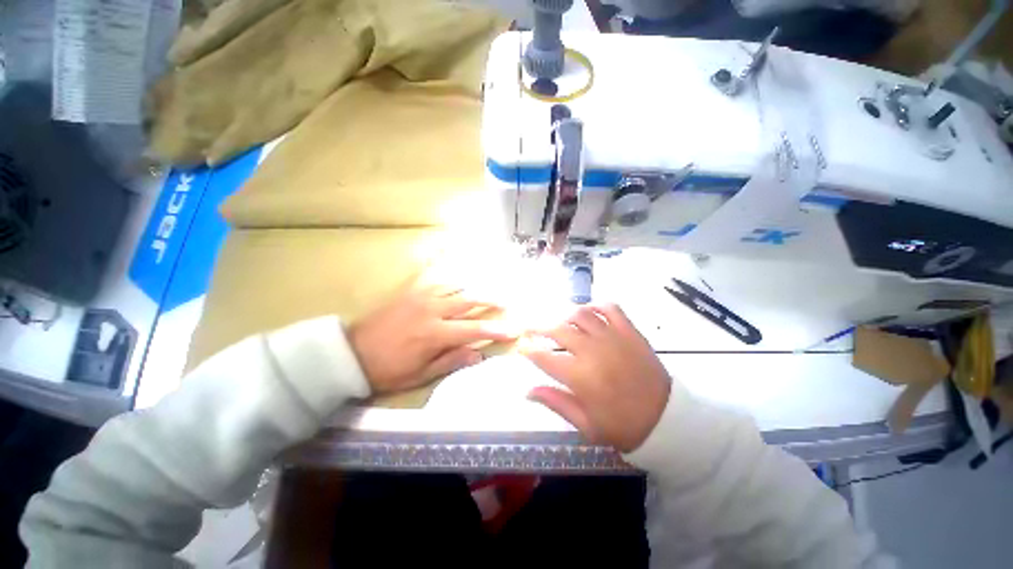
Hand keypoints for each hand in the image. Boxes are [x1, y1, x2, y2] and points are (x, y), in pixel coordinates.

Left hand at [349, 283, 514, 393]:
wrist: (351, 353)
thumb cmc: (388, 370)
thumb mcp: (420, 375)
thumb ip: (451, 362)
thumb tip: (478, 355)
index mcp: (435, 334)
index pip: (474, 330)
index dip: (496, 330)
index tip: (513, 329)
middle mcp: (432, 311)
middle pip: (468, 301)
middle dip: (490, 301)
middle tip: (505, 301)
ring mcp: (420, 297)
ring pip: (455, 287)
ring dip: (474, 288)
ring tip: (488, 288)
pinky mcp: (410, 292)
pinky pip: (436, 281)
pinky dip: (451, 279)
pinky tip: (459, 279)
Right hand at [522, 303, 670, 451]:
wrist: (667, 419)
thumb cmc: (623, 426)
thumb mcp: (586, 424)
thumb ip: (555, 403)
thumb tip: (527, 391)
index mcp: (580, 377)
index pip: (544, 357)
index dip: (529, 350)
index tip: (521, 347)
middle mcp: (593, 351)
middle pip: (558, 330)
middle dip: (538, 327)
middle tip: (530, 328)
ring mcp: (612, 337)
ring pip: (580, 315)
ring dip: (563, 315)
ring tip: (557, 321)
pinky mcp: (629, 331)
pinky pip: (610, 308)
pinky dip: (595, 305)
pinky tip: (588, 311)